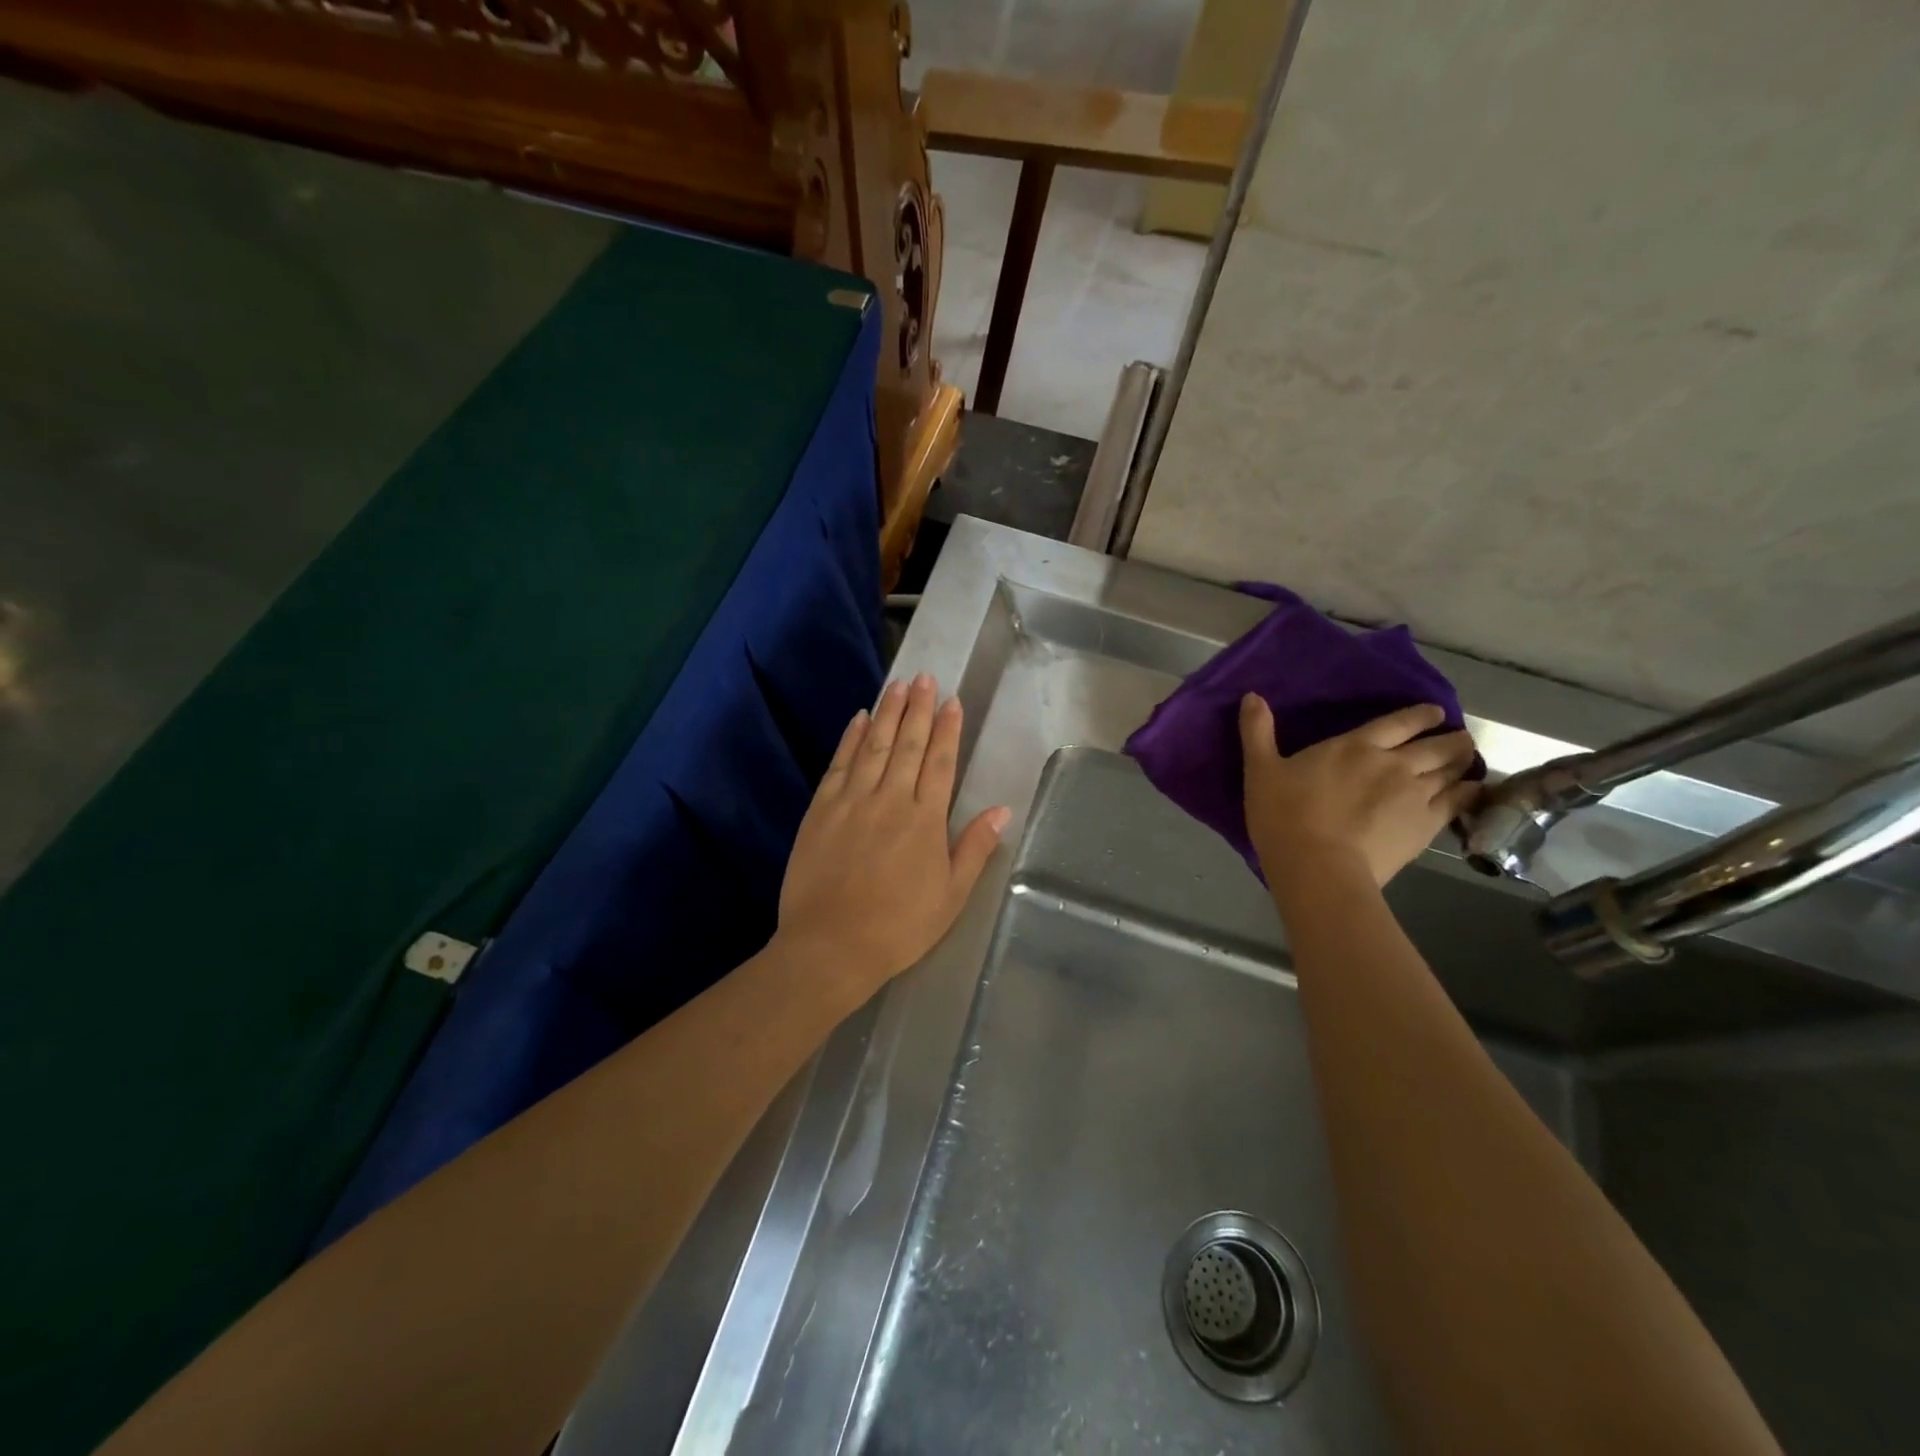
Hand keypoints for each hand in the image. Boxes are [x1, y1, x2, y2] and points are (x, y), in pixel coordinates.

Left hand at [776, 674, 1010, 997]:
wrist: (831, 946)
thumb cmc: (899, 927)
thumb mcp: (951, 896)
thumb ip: (974, 849)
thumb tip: (1002, 811)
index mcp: (925, 820)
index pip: (940, 763)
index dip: (948, 730)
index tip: (952, 701)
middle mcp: (890, 800)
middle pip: (908, 745)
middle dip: (918, 709)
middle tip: (924, 677)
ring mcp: (852, 801)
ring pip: (874, 746)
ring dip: (888, 713)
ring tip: (898, 684)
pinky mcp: (821, 810)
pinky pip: (839, 764)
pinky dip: (850, 738)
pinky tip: (859, 719)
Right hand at [1240, 696, 1478, 890]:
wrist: (1317, 866)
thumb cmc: (1284, 816)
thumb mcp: (1260, 770)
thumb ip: (1257, 732)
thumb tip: (1251, 696)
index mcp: (1355, 746)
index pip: (1400, 722)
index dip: (1421, 715)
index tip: (1435, 712)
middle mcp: (1394, 763)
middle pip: (1436, 744)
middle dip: (1451, 738)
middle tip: (1459, 738)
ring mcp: (1415, 795)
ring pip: (1452, 770)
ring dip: (1463, 762)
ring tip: (1468, 761)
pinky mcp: (1426, 826)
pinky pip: (1459, 802)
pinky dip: (1469, 792)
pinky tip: (1473, 791)